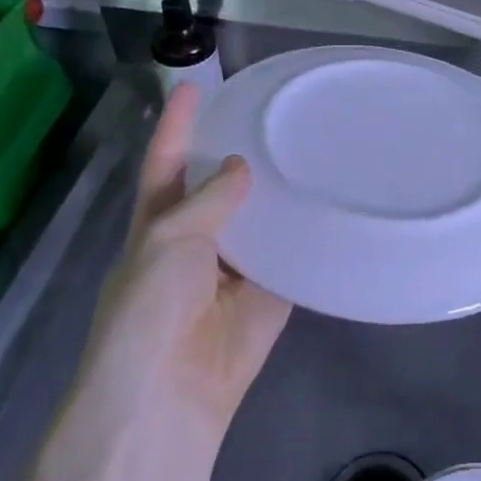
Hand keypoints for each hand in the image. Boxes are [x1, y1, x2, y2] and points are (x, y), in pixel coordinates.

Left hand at [79, 84, 289, 451]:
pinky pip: (291, 254)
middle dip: (239, 152)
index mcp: (158, 223)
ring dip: (278, 189)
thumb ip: (207, 201)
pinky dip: (306, 232)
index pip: (167, 162)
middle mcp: (197, 239)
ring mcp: (236, 267)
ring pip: (260, 217)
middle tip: (276, 111)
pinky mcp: (271, 292)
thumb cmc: (149, 311)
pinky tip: (331, 198)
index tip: (195, 83)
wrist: (169, 397)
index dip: (178, 123)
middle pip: (219, 186)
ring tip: (311, 143)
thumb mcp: (167, 242)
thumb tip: (241, 167)